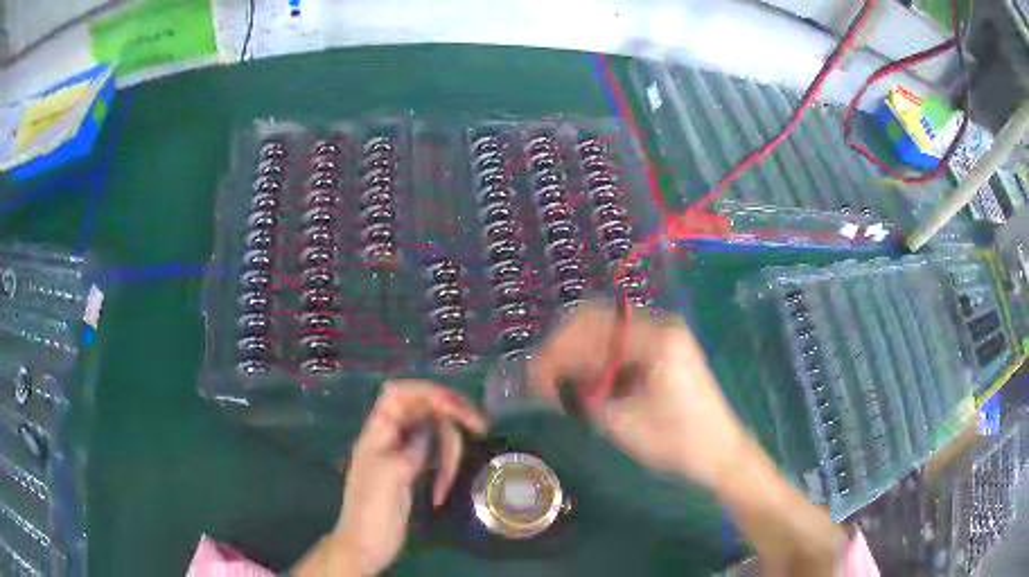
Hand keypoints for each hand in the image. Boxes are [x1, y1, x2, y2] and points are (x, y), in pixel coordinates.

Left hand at [329, 380, 486, 574]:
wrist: (366, 545)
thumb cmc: (370, 511)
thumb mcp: (390, 476)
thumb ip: (412, 447)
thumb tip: (432, 429)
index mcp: (376, 433)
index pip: (399, 394)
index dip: (428, 391)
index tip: (457, 407)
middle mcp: (390, 437)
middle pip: (424, 410)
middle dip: (451, 418)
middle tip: (481, 428)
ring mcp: (402, 454)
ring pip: (434, 435)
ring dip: (448, 455)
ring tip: (446, 485)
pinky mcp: (412, 472)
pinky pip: (435, 456)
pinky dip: (445, 468)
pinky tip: (442, 489)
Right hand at [529, 302, 746, 488]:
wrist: (720, 453)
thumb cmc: (676, 442)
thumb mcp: (622, 422)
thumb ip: (582, 394)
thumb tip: (549, 379)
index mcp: (655, 338)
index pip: (588, 327)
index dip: (555, 352)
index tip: (535, 381)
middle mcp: (660, 324)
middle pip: (595, 320)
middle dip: (563, 350)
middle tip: (544, 382)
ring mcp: (665, 334)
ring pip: (606, 331)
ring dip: (580, 355)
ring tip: (562, 387)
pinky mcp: (665, 348)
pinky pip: (621, 344)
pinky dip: (599, 361)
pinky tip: (590, 385)